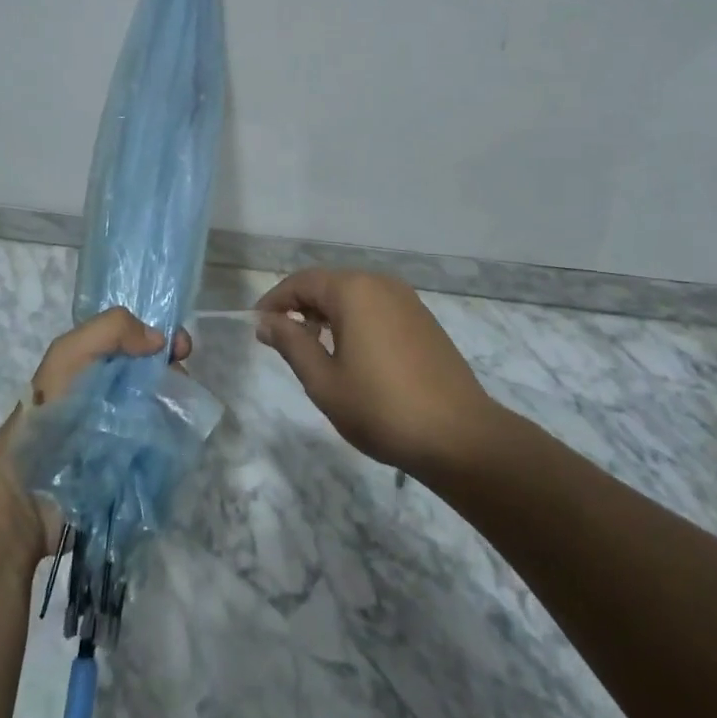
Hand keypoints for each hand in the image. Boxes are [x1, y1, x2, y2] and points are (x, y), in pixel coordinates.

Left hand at [0, 307, 192, 559]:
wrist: (33, 487)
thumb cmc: (50, 411)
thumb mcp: (69, 353)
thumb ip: (111, 329)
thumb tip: (160, 340)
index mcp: (101, 364)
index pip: (143, 342)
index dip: (166, 339)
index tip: (181, 347)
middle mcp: (118, 393)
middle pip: (161, 374)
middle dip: (175, 372)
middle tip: (179, 381)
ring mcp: (130, 430)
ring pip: (168, 407)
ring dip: (177, 404)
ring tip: (177, 410)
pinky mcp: (140, 464)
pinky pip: (169, 443)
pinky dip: (177, 436)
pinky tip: (177, 434)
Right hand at [254, 269, 494, 474]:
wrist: (459, 436)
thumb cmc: (381, 408)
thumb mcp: (324, 381)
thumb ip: (292, 343)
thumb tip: (266, 321)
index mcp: (353, 291)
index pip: (302, 281)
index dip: (275, 301)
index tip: (257, 326)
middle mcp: (380, 284)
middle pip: (329, 284)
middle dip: (301, 307)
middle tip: (282, 340)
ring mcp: (406, 300)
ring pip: (354, 296)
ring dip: (328, 315)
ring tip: (314, 350)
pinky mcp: (423, 320)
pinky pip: (377, 308)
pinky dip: (355, 321)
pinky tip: (352, 355)